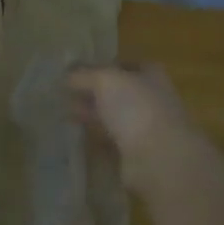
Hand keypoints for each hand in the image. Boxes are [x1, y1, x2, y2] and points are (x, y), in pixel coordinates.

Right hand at [66, 63, 193, 161]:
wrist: (159, 159)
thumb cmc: (136, 108)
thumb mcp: (105, 80)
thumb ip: (85, 74)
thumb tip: (67, 73)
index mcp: (151, 76)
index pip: (126, 65)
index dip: (103, 66)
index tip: (77, 71)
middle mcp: (151, 100)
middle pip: (118, 93)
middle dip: (93, 93)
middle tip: (64, 93)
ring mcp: (146, 129)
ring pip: (114, 118)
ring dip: (92, 115)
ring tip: (64, 113)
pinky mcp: (137, 155)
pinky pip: (111, 142)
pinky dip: (95, 138)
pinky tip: (76, 136)